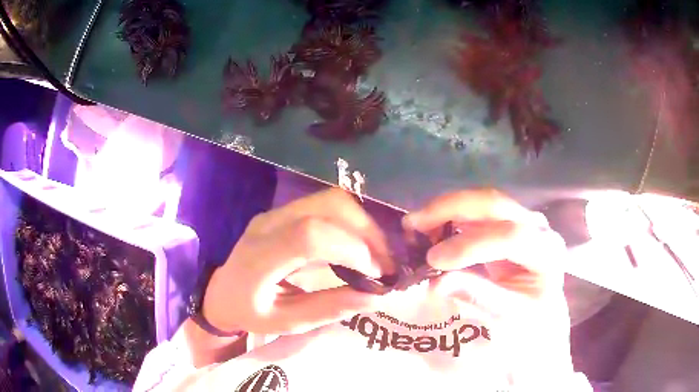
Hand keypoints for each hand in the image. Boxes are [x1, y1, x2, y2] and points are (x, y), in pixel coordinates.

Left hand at [202, 188, 392, 335]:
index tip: (376, 273)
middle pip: (327, 206)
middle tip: (384, 264)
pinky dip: (351, 223)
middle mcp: (268, 224)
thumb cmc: (248, 312)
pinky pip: (326, 205)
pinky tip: (359, 247)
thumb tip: (376, 298)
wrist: (222, 291)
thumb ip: (327, 309)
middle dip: (366, 232)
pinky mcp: (285, 212)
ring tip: (376, 256)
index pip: (308, 235)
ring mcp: (276, 213)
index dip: (350, 248)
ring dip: (362, 224)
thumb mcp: (285, 323)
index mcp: (259, 258)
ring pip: (331, 200)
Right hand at [403, 189, 574, 384]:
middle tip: (413, 223)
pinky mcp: (509, 222)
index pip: (511, 236)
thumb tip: (437, 282)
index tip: (433, 260)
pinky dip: (452, 215)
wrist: (541, 317)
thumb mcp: (508, 318)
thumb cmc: (530, 322)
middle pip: (495, 205)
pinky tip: (432, 228)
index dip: (470, 245)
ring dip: (447, 208)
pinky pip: (478, 210)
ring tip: (416, 224)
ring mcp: (523, 220)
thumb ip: (478, 298)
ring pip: (483, 201)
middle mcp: (538, 227)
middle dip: (451, 209)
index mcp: (547, 251)